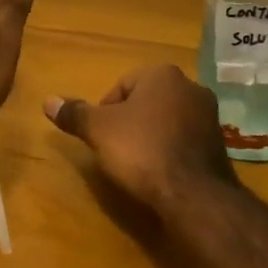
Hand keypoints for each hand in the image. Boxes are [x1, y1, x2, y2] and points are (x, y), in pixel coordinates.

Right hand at [44, 64, 237, 215]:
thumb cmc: (142, 150)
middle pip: (146, 101)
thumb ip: (75, 113)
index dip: (105, 110)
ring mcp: (209, 115)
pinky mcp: (220, 144)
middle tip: (116, 149)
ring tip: (137, 164)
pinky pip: (185, 140)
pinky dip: (171, 151)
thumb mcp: (99, 131)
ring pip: (167, 120)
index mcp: (162, 74)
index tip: (101, 136)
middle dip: (130, 122)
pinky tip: (161, 173)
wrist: (194, 194)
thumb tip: (47, 101)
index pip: (123, 84)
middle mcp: (190, 86)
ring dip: (152, 136)